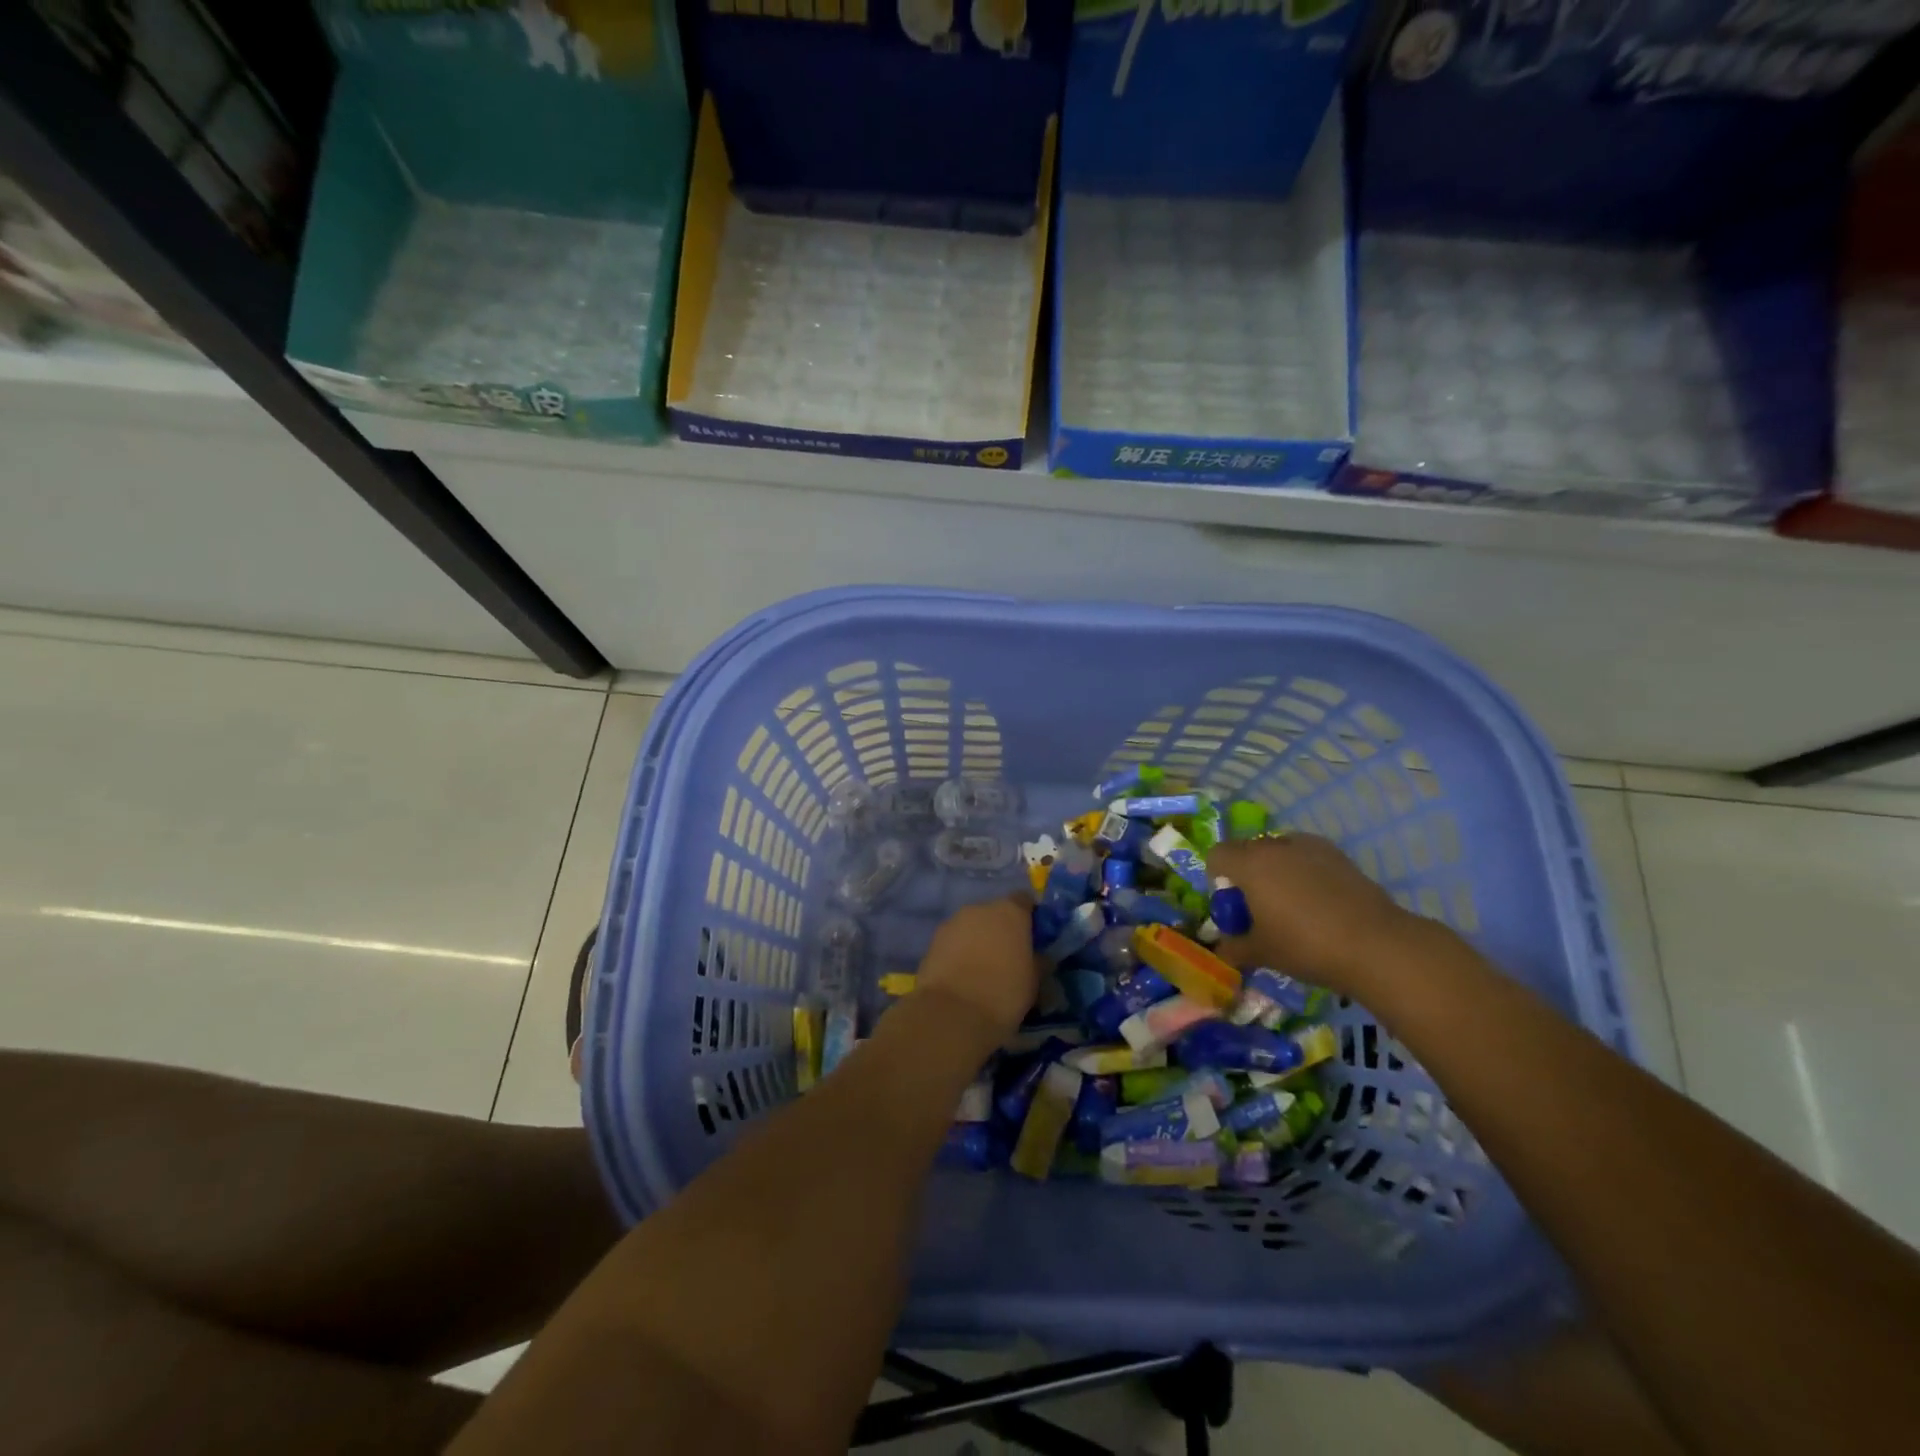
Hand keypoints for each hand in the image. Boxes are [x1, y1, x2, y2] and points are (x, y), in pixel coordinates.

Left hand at [915, 894, 1042, 1044]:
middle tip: (1009, 958)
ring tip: (983, 971)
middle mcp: (980, 908)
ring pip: (972, 926)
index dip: (1030, 917)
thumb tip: (1040, 957)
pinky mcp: (932, 941)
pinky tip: (963, 977)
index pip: (1024, 900)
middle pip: (995, 913)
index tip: (1034, 938)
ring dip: (979, 941)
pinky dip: (959, 953)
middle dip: (1002, 931)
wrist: (951, 1014)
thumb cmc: (1003, 994)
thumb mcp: (1034, 982)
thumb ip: (1038, 961)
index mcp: (1010, 911)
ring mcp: (953, 922)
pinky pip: (954, 942)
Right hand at [1206, 834, 1421, 995]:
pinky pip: (1307, 857)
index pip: (1217, 855)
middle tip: (1259, 907)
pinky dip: (1304, 872)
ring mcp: (1311, 847)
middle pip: (1248, 850)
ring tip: (1291, 904)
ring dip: (1276, 870)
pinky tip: (1319, 902)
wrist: (1375, 945)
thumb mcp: (1261, 953)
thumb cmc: (1306, 946)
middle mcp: (1276, 846)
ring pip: (1280, 851)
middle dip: (1247, 873)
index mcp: (1250, 864)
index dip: (1217, 878)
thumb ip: (1234, 948)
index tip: (1232, 906)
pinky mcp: (1339, 855)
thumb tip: (1222, 950)